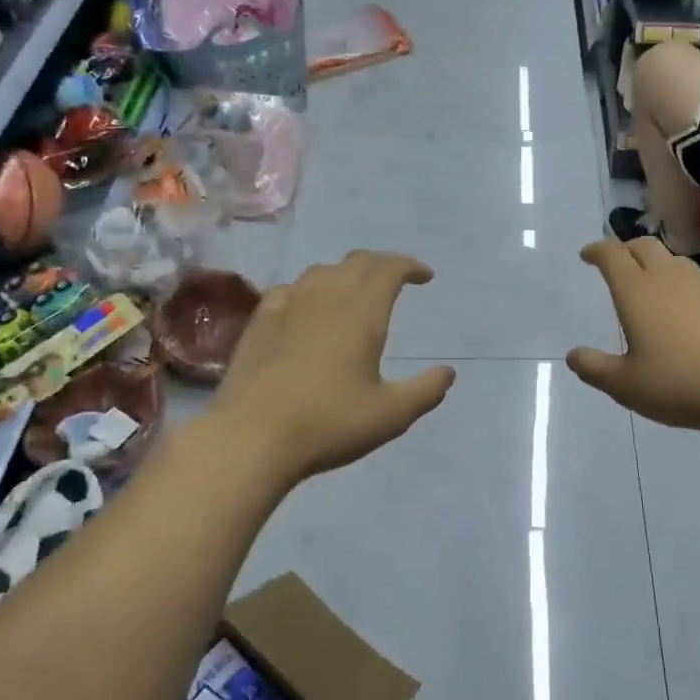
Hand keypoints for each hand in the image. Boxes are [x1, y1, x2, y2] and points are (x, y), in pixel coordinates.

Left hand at [209, 251, 454, 484]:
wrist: (252, 437)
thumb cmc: (329, 423)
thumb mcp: (391, 415)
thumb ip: (425, 391)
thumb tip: (447, 372)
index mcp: (362, 312)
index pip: (389, 268)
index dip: (410, 266)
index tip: (425, 276)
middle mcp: (325, 296)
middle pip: (356, 262)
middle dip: (381, 264)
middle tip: (396, 280)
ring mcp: (287, 305)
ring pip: (321, 271)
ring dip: (345, 273)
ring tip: (354, 292)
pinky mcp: (259, 322)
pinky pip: (290, 289)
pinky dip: (309, 290)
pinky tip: (306, 308)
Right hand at [566, 239, 699, 434]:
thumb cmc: (679, 383)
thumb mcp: (626, 385)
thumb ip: (595, 368)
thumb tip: (573, 355)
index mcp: (637, 291)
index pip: (612, 255)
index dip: (596, 250)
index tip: (587, 255)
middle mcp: (669, 278)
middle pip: (644, 246)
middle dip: (626, 248)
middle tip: (617, 263)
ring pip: (675, 260)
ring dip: (657, 264)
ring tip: (652, 283)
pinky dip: (685, 284)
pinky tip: (689, 307)